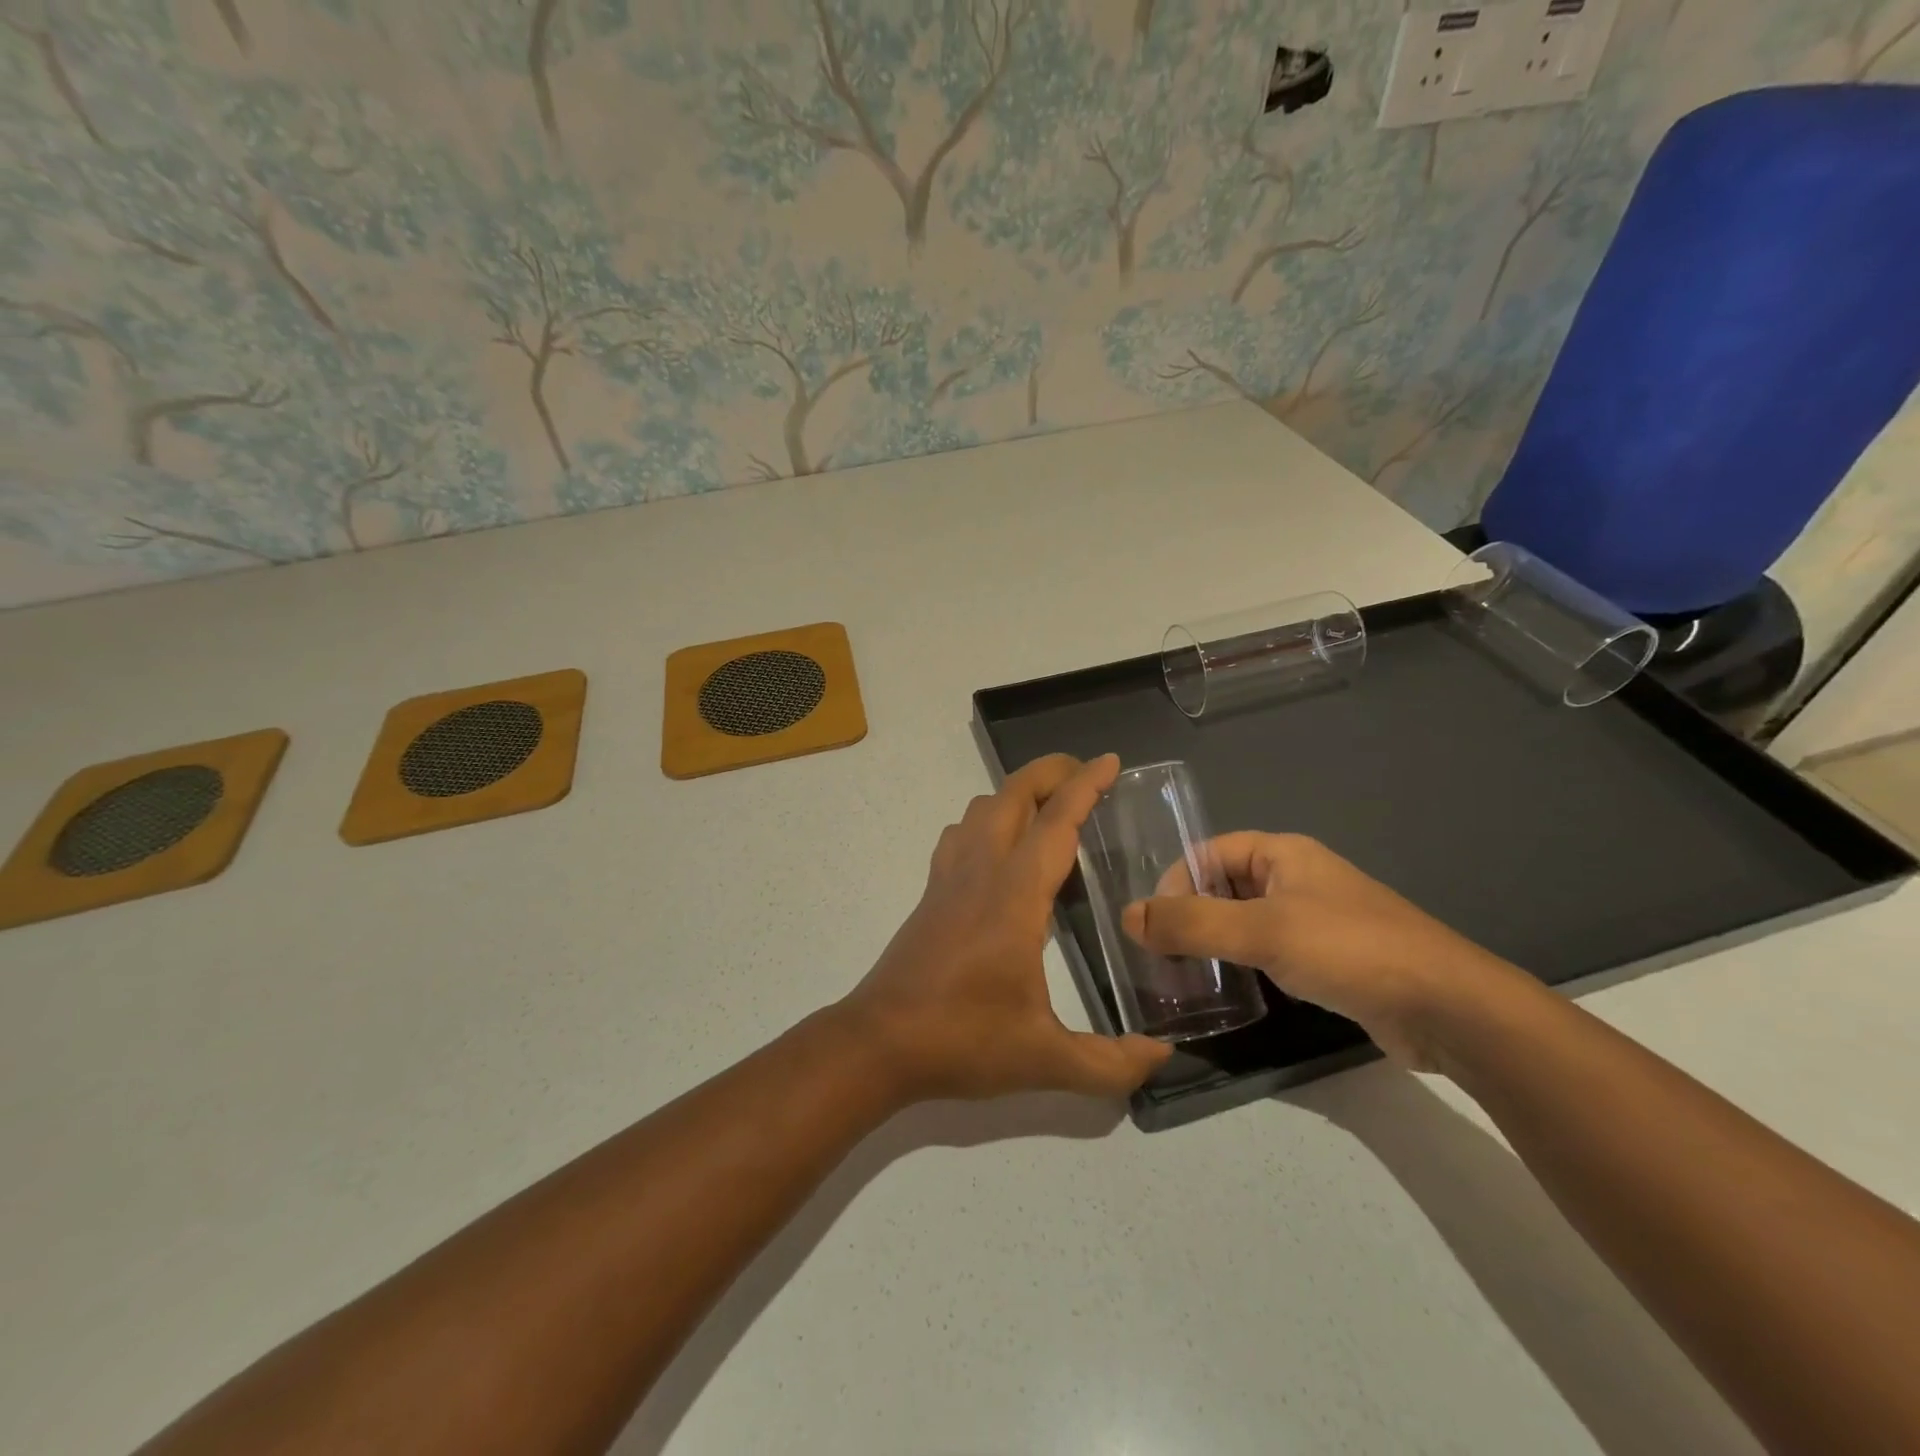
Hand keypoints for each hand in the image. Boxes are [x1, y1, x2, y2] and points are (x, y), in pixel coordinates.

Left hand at [839, 753, 1171, 1102]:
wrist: (878, 1043)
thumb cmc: (963, 1040)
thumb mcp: (1045, 1059)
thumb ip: (1110, 1064)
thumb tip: (1162, 1056)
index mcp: (1014, 896)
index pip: (1055, 823)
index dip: (1085, 786)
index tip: (1109, 762)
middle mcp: (980, 872)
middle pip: (1012, 795)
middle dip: (1050, 772)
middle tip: (1086, 776)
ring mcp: (949, 878)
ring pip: (981, 808)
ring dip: (1016, 793)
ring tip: (1050, 810)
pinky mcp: (931, 892)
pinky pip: (960, 834)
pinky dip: (986, 820)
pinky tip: (1001, 850)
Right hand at [1122, 832, 1524, 1069]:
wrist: (1447, 1007)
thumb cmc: (1350, 949)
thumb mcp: (1262, 931)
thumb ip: (1192, 923)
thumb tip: (1128, 917)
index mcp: (1282, 853)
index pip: (1207, 852)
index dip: (1175, 881)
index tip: (1153, 924)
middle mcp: (1296, 877)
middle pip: (1223, 884)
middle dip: (1189, 913)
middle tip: (1161, 952)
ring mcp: (1315, 919)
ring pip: (1244, 919)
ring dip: (1213, 940)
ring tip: (1185, 973)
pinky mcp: (1328, 958)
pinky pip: (1269, 949)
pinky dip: (1242, 962)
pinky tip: (1231, 988)